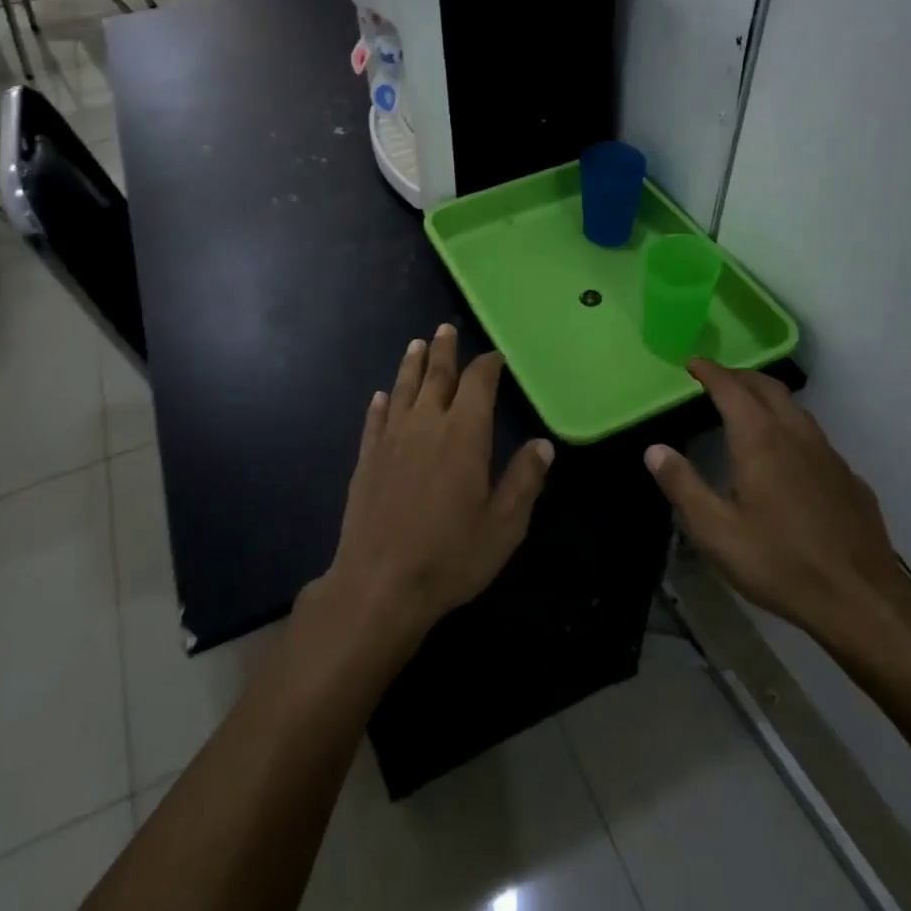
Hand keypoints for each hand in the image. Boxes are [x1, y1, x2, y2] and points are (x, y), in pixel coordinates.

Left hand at [319, 325, 552, 659]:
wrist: (379, 583)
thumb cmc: (450, 556)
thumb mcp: (503, 525)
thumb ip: (524, 480)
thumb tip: (543, 444)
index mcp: (464, 434)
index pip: (477, 383)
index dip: (487, 365)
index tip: (495, 356)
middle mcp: (426, 424)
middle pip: (436, 375)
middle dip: (444, 350)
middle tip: (445, 327)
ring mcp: (392, 439)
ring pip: (404, 389)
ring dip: (411, 365)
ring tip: (416, 345)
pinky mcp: (367, 458)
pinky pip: (375, 420)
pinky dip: (380, 404)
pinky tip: (381, 396)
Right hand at [646, 361, 910, 668]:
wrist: (861, 601)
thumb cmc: (779, 562)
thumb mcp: (715, 531)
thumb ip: (682, 485)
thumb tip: (654, 450)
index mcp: (760, 439)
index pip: (730, 388)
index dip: (709, 372)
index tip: (692, 363)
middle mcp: (796, 435)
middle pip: (768, 387)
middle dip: (740, 377)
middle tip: (717, 379)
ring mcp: (829, 455)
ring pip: (796, 409)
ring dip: (768, 398)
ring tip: (750, 408)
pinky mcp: (850, 479)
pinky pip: (816, 439)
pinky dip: (793, 430)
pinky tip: (790, 457)